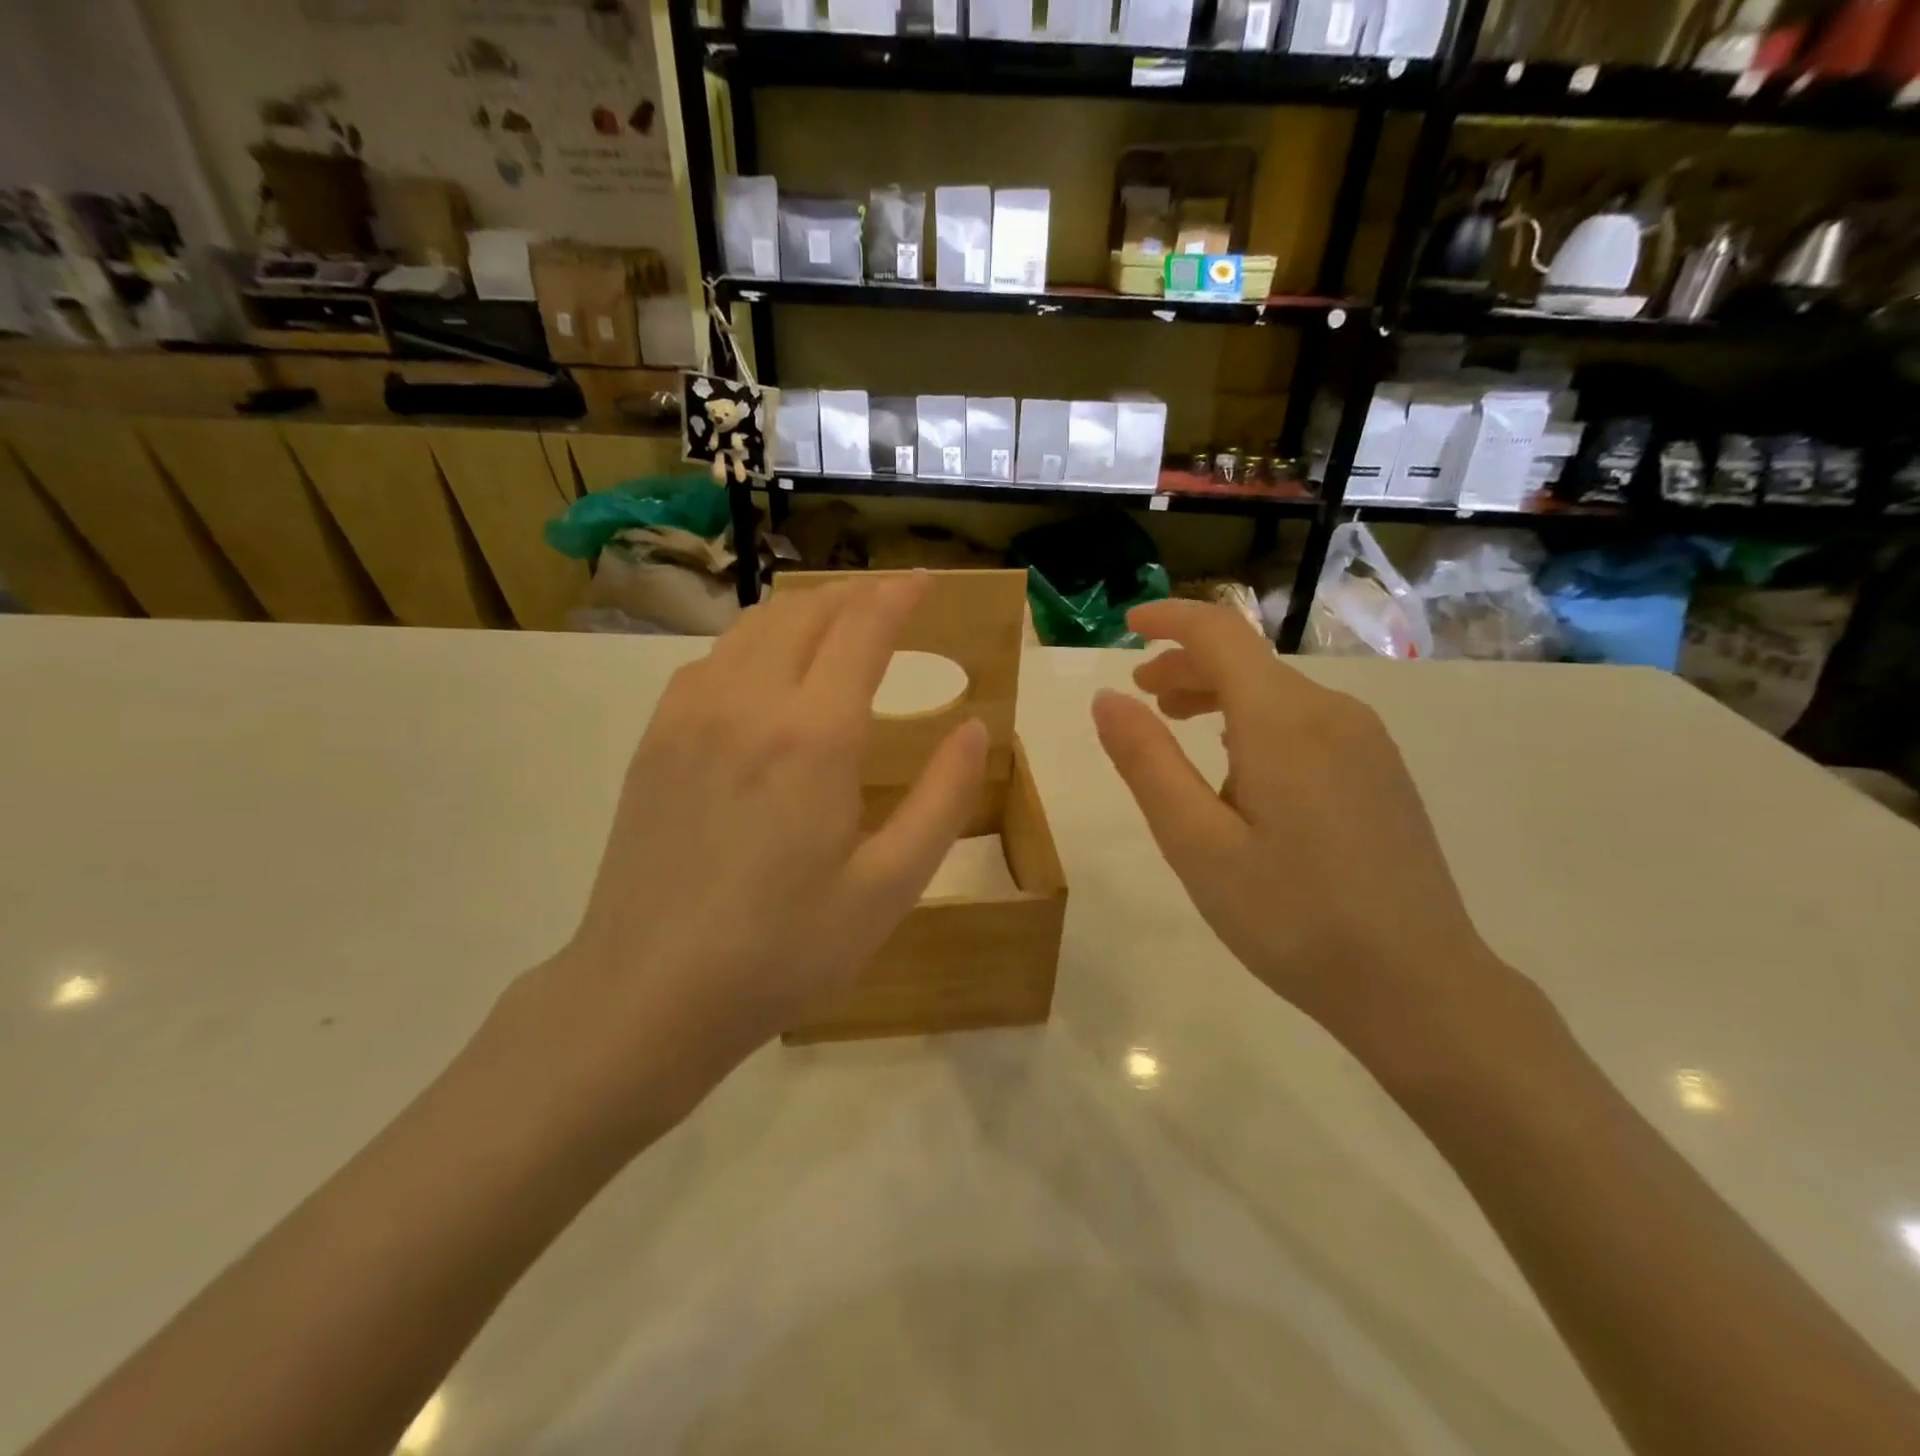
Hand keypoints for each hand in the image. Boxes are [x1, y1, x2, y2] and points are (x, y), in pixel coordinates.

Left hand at [506, 573, 987, 1130]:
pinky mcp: (655, 740)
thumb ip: (942, 799)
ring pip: (754, 627)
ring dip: (805, 611)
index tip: (925, 581)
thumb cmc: (783, 948)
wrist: (648, 993)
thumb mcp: (889, 887)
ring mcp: (690, 716)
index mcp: (814, 735)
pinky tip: (767, 674)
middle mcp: (748, 702)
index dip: (899, 595)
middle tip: (891, 601)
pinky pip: (712, 661)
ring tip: (837, 625)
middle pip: (806, 611)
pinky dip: (754, 643)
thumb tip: (974, 728)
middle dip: (855, 594)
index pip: (863, 628)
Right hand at [1091, 599, 1517, 1068]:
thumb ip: (1147, 763)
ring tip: (1180, 729)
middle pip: (1248, 661)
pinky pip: (1306, 723)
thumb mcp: (1196, 843)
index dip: (1167, 619)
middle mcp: (1331, 711)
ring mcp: (1365, 741)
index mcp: (1282, 719)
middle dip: (1185, 666)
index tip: (1125, 625)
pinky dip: (1257, 724)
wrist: (1418, 985)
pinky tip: (1241, 771)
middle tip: (1140, 700)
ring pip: (1277, 693)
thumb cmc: (1291, 916)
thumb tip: (1106, 699)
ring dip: (1219, 697)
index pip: (1219, 632)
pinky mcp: (1381, 771)